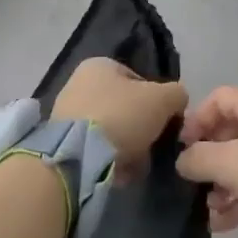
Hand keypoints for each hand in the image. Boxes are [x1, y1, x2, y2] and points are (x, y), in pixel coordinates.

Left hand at [50, 57, 187, 181]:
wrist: (78, 156)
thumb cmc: (122, 116)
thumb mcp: (164, 99)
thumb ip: (177, 94)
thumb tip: (177, 101)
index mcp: (100, 65)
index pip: (139, 80)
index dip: (156, 102)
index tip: (163, 123)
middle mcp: (78, 83)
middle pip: (124, 107)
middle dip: (140, 129)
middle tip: (151, 146)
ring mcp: (65, 113)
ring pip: (110, 130)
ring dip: (127, 147)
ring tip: (136, 165)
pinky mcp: (60, 142)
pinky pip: (94, 149)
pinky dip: (108, 159)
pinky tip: (119, 173)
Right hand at [178, 87, 237, 237]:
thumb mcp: (232, 164)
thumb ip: (199, 159)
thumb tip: (182, 160)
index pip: (218, 99)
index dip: (195, 121)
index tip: (180, 151)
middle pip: (230, 130)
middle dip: (208, 158)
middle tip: (192, 184)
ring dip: (223, 183)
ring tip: (207, 210)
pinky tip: (222, 224)